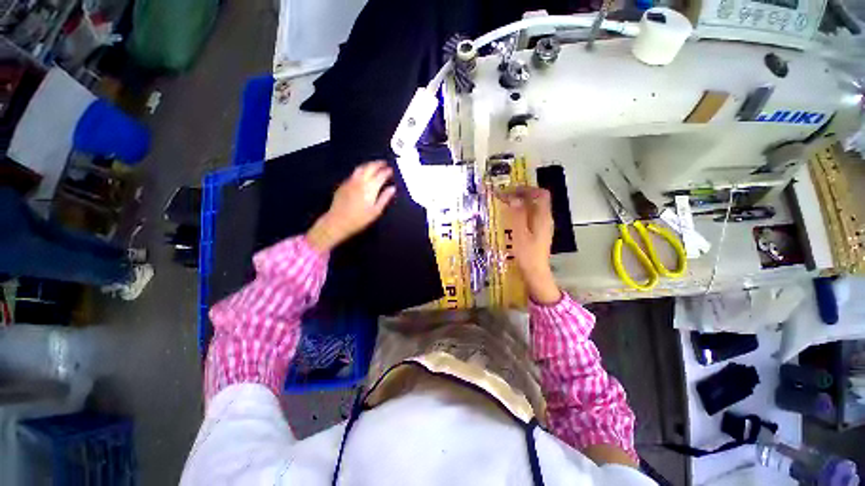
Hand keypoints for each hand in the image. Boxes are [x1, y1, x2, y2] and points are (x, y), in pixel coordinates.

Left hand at [307, 161, 396, 252]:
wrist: (337, 222)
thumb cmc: (360, 219)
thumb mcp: (376, 211)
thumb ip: (385, 198)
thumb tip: (392, 188)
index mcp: (370, 188)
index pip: (381, 175)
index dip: (387, 171)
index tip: (391, 170)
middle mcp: (360, 181)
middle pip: (370, 167)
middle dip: (378, 164)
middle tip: (384, 163)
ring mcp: (350, 181)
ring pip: (361, 168)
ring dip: (369, 164)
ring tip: (375, 165)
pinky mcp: (344, 184)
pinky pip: (354, 173)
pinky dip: (361, 170)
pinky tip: (363, 173)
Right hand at [499, 187, 561, 304]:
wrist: (535, 272)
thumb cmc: (527, 254)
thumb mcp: (519, 234)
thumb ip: (518, 215)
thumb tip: (514, 198)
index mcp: (543, 217)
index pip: (541, 194)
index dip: (526, 189)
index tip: (510, 190)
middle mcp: (546, 218)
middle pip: (537, 199)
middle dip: (521, 194)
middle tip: (504, 196)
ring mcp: (543, 225)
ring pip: (534, 207)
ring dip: (521, 203)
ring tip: (506, 204)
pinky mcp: (539, 232)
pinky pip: (531, 215)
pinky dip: (521, 211)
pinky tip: (511, 217)